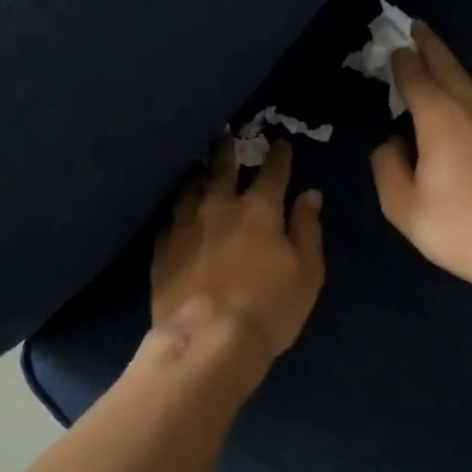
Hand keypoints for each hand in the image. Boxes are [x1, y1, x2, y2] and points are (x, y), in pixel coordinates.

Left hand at [153, 138, 325, 362]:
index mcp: (259, 209)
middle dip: (227, 148)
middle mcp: (219, 206)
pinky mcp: (162, 247)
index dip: (279, 154)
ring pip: (190, 186)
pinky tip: (176, 209)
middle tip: (225, 132)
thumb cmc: (269, 308)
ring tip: (197, 165)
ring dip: (197, 172)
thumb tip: (310, 194)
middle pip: (222, 167)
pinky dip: (176, 207)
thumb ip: (308, 229)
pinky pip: (168, 217)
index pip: (272, 171)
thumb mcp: (306, 272)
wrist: (207, 339)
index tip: (281, 142)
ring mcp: (185, 224)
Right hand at [371, 22, 471, 300]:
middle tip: (417, 27)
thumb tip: (390, 145)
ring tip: (435, 62)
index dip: (402, 60)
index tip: (393, 45)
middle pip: (449, 68)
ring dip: (450, 69)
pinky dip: (464, 95)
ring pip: (470, 86)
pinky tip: (459, 110)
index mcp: (440, 118)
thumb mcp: (404, 206)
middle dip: (431, 46)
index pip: (416, 77)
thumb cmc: (462, 227)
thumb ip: (387, 168)